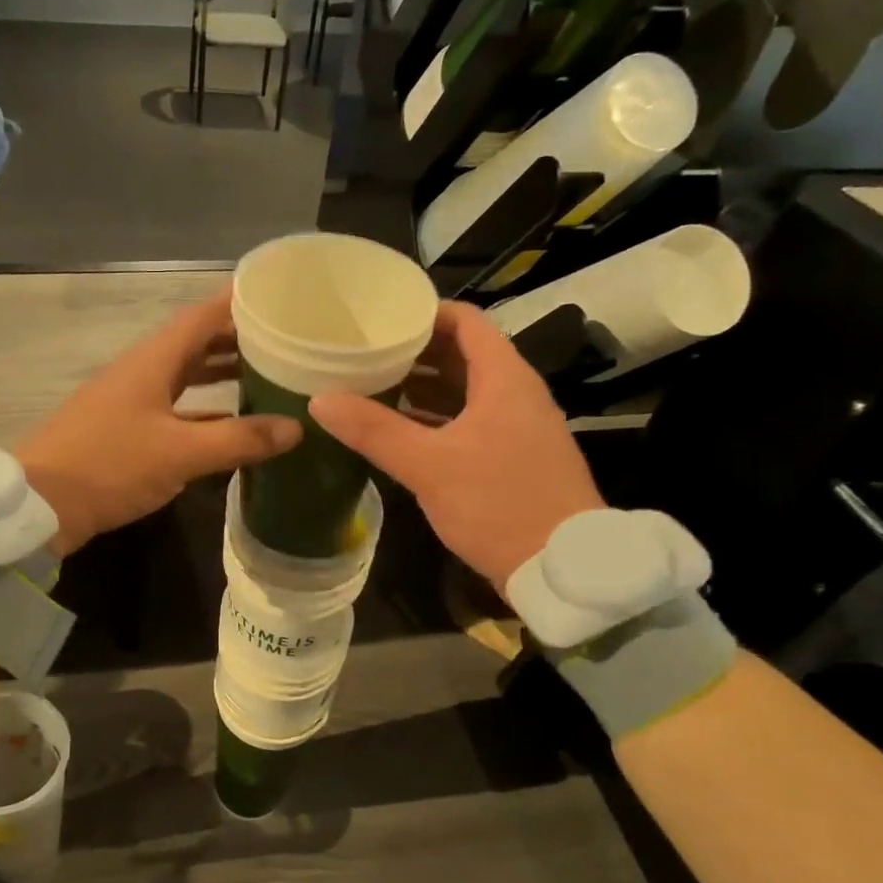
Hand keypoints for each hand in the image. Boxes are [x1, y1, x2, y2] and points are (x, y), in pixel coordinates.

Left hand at [18, 289, 301, 556]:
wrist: (40, 505)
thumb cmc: (110, 465)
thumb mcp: (180, 453)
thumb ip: (238, 439)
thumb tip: (296, 428)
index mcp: (152, 361)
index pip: (201, 316)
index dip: (237, 302)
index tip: (277, 296)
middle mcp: (141, 371)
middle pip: (195, 343)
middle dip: (237, 339)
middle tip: (284, 341)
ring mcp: (130, 401)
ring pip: (184, 377)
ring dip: (220, 374)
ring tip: (266, 376)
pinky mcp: (124, 430)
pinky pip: (174, 408)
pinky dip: (203, 411)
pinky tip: (230, 424)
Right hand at [310, 302, 603, 592]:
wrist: (563, 569)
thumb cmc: (499, 504)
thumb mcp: (429, 466)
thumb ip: (374, 431)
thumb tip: (319, 400)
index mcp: (504, 379)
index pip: (465, 321)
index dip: (423, 313)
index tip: (379, 318)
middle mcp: (515, 393)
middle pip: (462, 354)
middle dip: (414, 352)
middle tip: (364, 353)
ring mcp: (517, 427)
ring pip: (465, 391)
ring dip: (422, 387)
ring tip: (372, 387)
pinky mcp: (513, 457)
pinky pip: (469, 421)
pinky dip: (435, 419)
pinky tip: (400, 432)